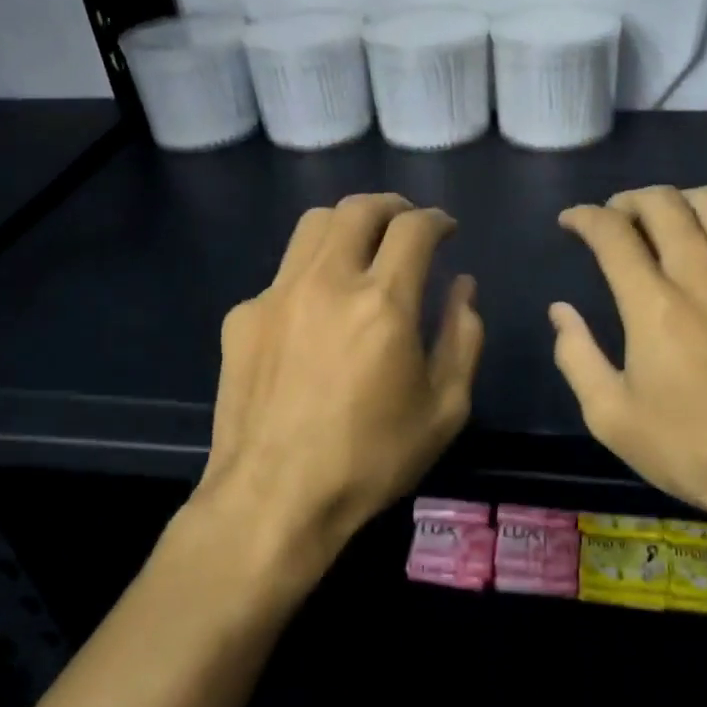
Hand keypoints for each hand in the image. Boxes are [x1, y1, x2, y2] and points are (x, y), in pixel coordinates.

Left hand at [192, 194, 483, 580]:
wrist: (274, 499)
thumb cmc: (371, 460)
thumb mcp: (445, 408)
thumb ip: (463, 337)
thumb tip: (463, 287)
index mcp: (383, 303)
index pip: (414, 228)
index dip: (437, 220)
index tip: (446, 230)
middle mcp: (327, 282)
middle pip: (359, 208)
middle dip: (392, 207)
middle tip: (407, 225)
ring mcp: (277, 295)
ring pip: (313, 226)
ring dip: (348, 225)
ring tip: (363, 249)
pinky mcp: (243, 317)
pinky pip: (284, 274)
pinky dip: (311, 275)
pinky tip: (317, 314)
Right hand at [551, 185, 706, 555]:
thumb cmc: (691, 448)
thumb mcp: (611, 417)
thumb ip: (576, 356)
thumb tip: (561, 312)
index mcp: (654, 303)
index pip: (612, 232)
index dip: (584, 217)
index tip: (571, 222)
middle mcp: (703, 274)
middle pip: (664, 202)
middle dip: (628, 200)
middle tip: (614, 220)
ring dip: (680, 203)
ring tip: (665, 226)